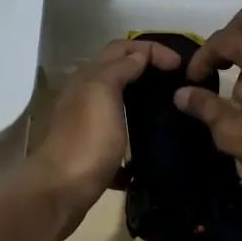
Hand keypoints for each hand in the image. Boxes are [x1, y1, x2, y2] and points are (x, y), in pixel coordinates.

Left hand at [22, 36, 182, 239]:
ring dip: (143, 102)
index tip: (180, 66)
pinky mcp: (93, 153)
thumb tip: (138, 57)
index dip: (152, 50)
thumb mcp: (103, 92)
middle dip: (147, 70)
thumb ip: (119, 69)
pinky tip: (153, 147)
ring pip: (119, 104)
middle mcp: (85, 96)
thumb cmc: (87, 139)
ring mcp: (87, 126)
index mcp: (89, 78)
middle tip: (178, 81)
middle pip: (119, 72)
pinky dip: (135, 137)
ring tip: (171, 110)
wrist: (60, 191)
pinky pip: (118, 138)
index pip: (122, 49)